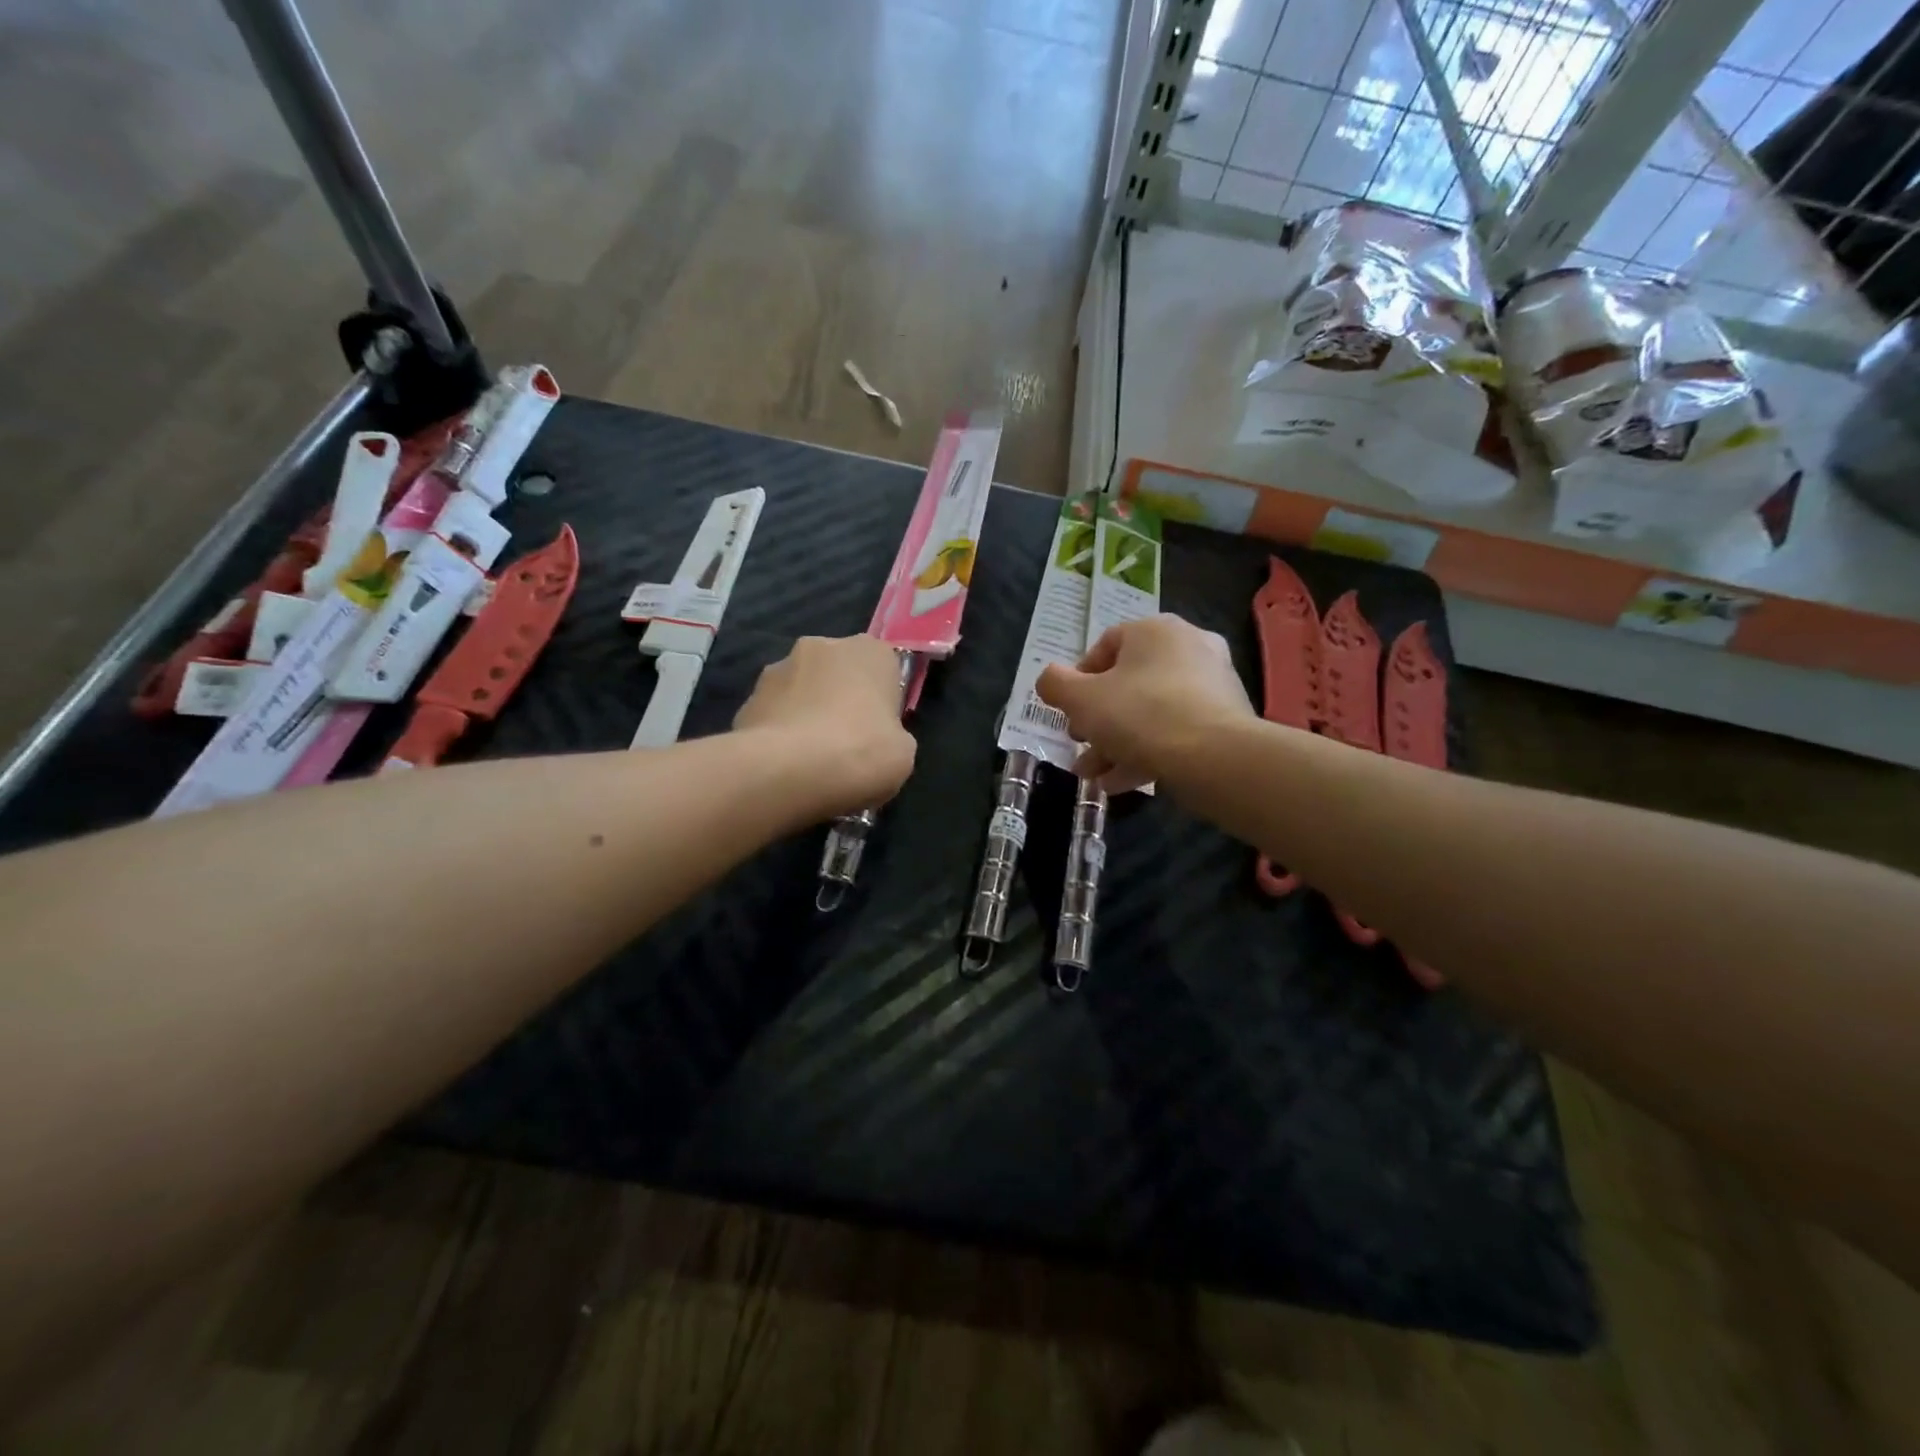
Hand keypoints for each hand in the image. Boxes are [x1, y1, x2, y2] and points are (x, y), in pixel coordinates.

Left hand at [735, 635, 917, 817]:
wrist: (788, 771)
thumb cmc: (861, 752)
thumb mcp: (903, 752)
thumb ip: (892, 734)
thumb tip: (877, 739)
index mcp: (869, 651)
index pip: (883, 669)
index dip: (881, 702)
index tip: (879, 732)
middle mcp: (822, 646)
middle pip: (837, 675)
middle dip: (839, 701)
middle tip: (845, 745)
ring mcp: (777, 669)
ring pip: (800, 692)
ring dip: (805, 714)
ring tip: (809, 760)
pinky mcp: (747, 698)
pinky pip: (773, 715)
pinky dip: (779, 734)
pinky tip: (783, 766)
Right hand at [1036, 615, 1253, 792]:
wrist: (1215, 757)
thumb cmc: (1140, 715)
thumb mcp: (1081, 700)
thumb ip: (1055, 685)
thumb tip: (1048, 680)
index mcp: (1155, 631)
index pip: (1106, 645)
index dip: (1078, 679)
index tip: (1068, 710)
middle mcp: (1189, 647)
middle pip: (1129, 683)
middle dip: (1097, 719)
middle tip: (1080, 743)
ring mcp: (1213, 684)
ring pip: (1151, 712)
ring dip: (1117, 742)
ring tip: (1094, 775)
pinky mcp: (1226, 720)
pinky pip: (1176, 731)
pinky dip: (1148, 752)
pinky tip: (1122, 783)